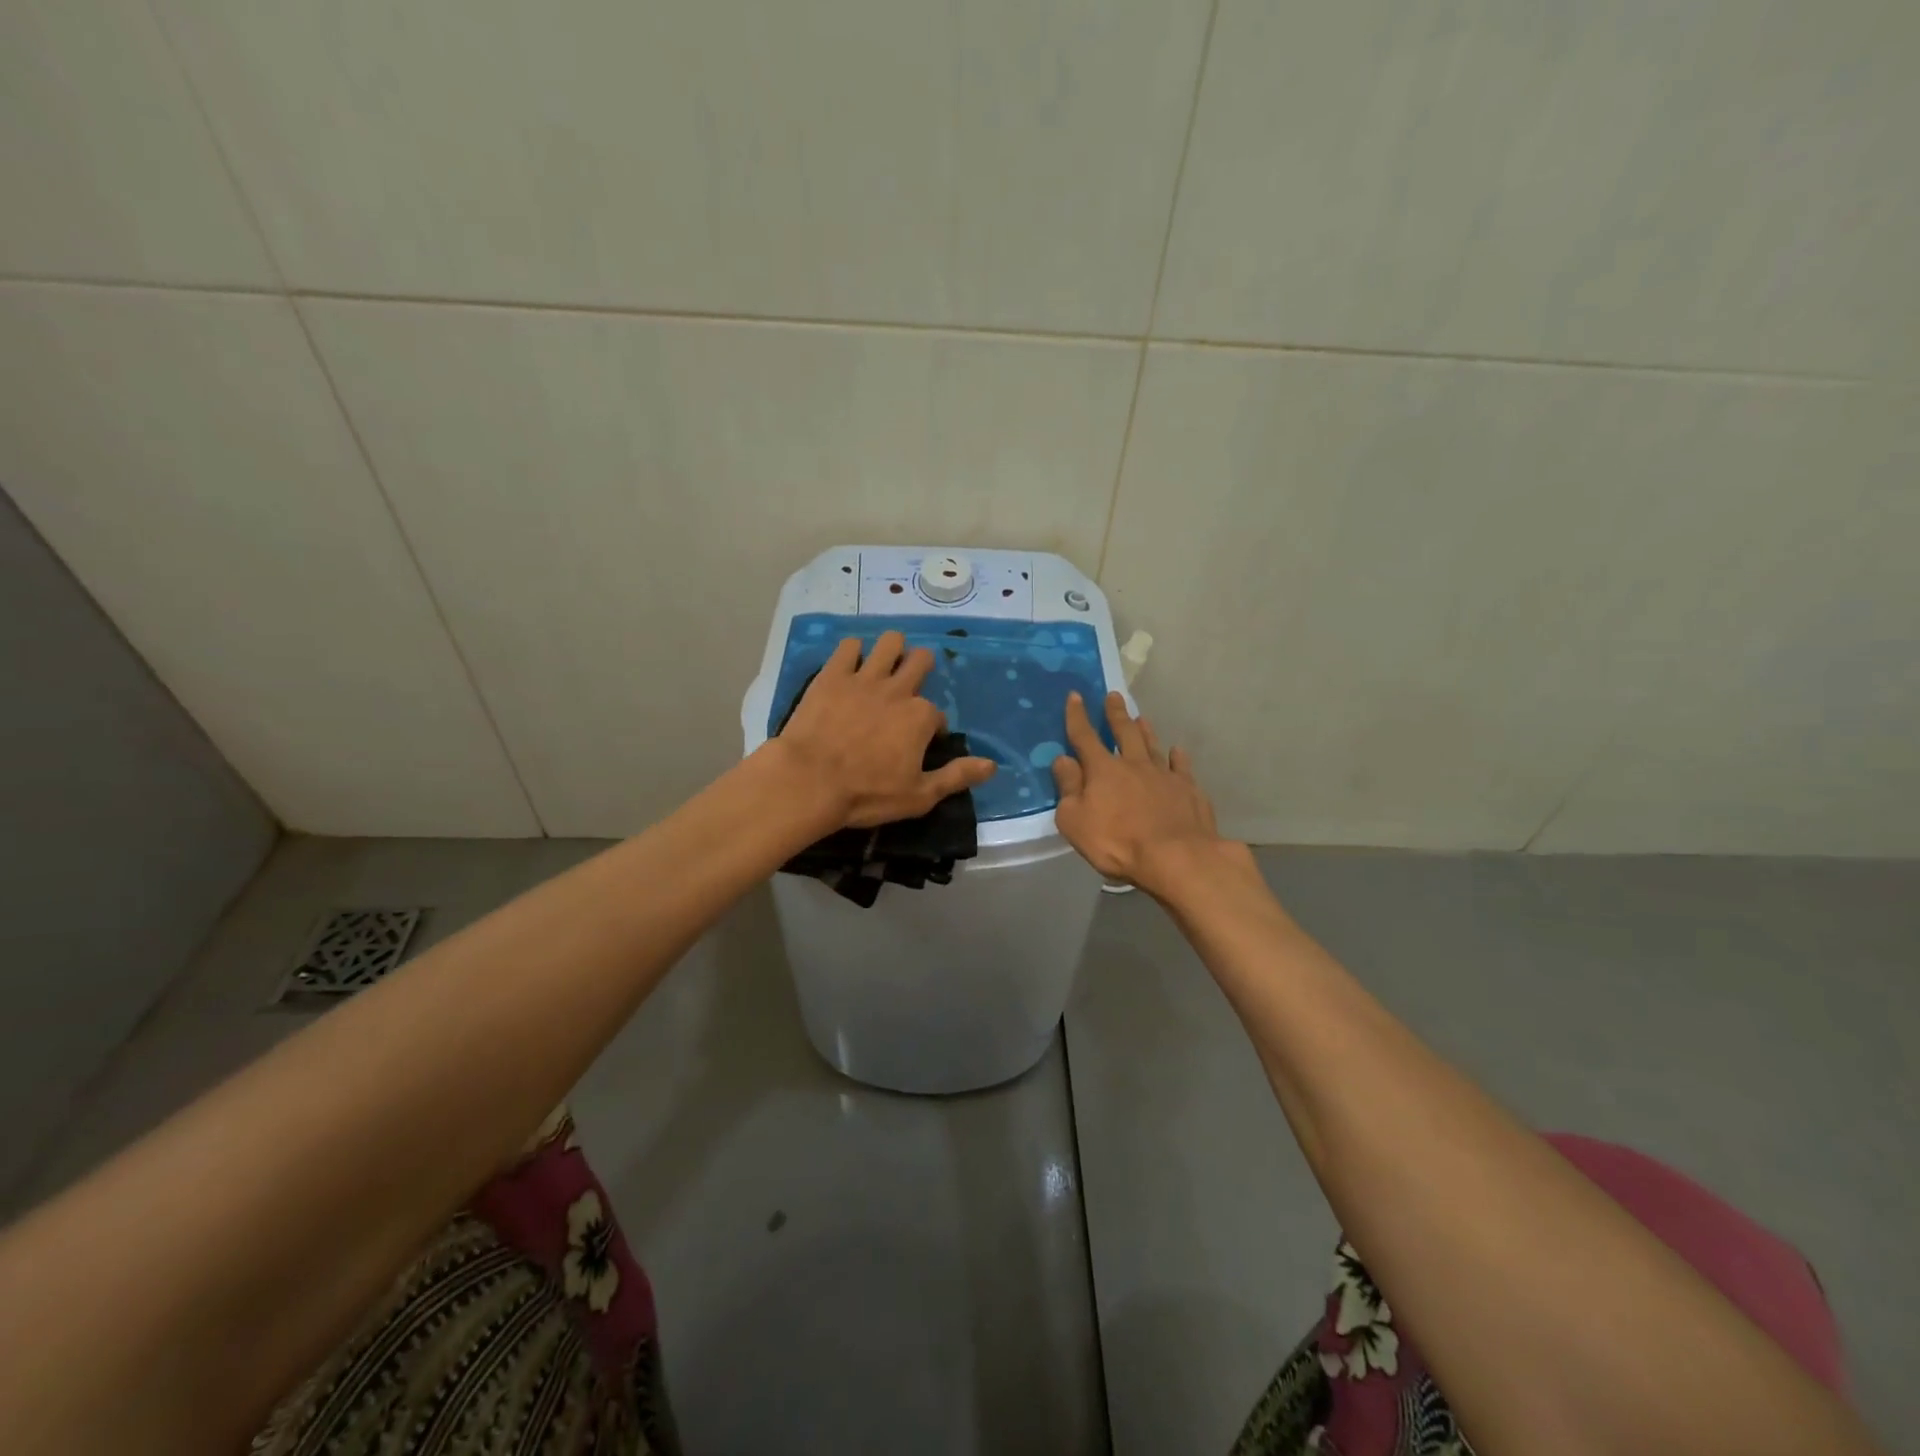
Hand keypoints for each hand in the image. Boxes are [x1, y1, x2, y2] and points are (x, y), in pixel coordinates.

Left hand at [776, 631, 997, 828]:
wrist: (810, 782)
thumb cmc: (867, 794)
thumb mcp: (919, 795)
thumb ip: (957, 777)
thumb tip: (992, 765)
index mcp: (920, 717)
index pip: (936, 714)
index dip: (931, 727)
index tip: (920, 742)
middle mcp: (898, 690)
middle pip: (920, 661)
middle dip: (920, 668)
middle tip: (909, 685)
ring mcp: (864, 678)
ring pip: (889, 643)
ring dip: (892, 649)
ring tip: (885, 664)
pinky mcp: (832, 675)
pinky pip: (848, 646)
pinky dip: (852, 651)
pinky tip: (850, 664)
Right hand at [1052, 691, 1228, 897]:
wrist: (1176, 857)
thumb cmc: (1117, 842)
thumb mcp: (1075, 820)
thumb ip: (1068, 788)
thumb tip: (1063, 760)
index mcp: (1103, 770)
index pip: (1085, 737)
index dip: (1077, 716)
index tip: (1075, 696)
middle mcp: (1134, 764)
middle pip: (1123, 733)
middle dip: (1116, 714)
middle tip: (1114, 696)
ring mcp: (1164, 775)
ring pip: (1152, 746)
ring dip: (1145, 731)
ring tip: (1141, 718)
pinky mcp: (1189, 790)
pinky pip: (1182, 767)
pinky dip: (1178, 757)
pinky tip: (1178, 751)